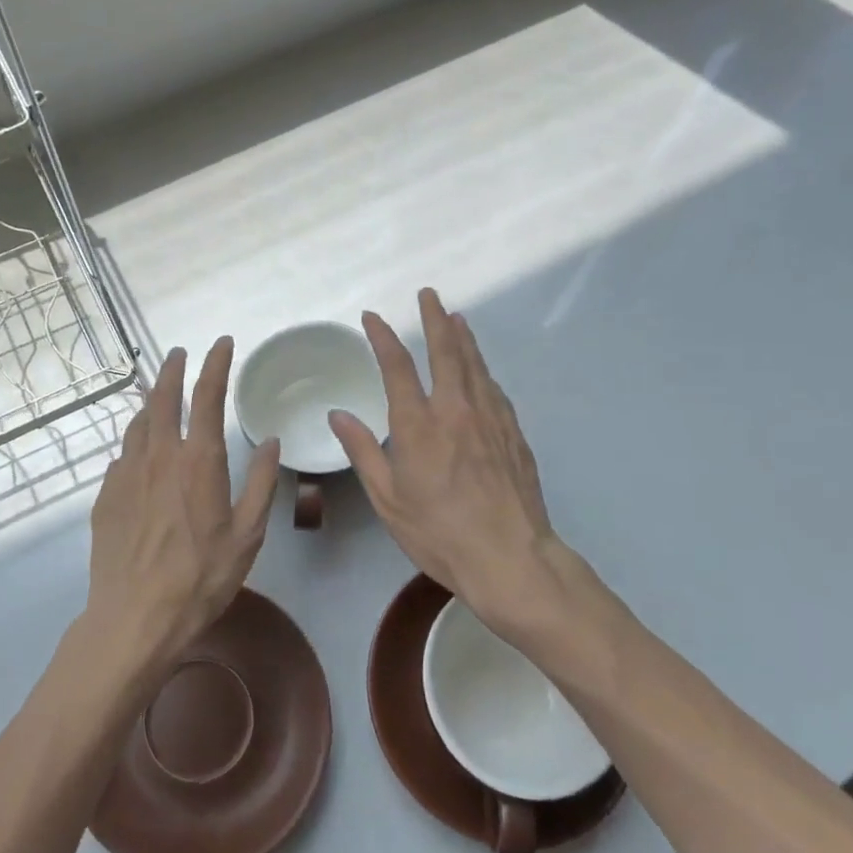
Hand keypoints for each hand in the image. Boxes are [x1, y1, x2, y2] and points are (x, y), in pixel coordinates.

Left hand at [84, 339, 280, 671]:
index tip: (221, 343)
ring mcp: (126, 474)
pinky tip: (139, 452)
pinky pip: (122, 455)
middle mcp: (159, 456)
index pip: (206, 397)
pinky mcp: (106, 496)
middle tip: (179, 353)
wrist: (134, 618)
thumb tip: (270, 442)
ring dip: (149, 401)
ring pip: (137, 423)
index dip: (214, 364)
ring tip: (157, 394)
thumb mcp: (247, 535)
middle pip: (161, 398)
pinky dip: (134, 441)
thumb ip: (260, 484)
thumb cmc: (200, 578)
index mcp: (197, 461)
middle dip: (172, 370)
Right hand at [329, 289, 598, 638]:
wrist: (510, 558)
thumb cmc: (439, 533)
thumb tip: (338, 415)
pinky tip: (480, 370)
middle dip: (435, 318)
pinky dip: (482, 370)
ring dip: (463, 337)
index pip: (397, 367)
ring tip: (456, 317)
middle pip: (446, 351)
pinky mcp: (514, 434)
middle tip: (429, 294)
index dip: (383, 337)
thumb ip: (364, 451)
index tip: (373, 317)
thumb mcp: (388, 499)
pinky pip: (494, 389)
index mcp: (418, 425)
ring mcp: (490, 419)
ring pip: (475, 364)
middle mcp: (455, 410)